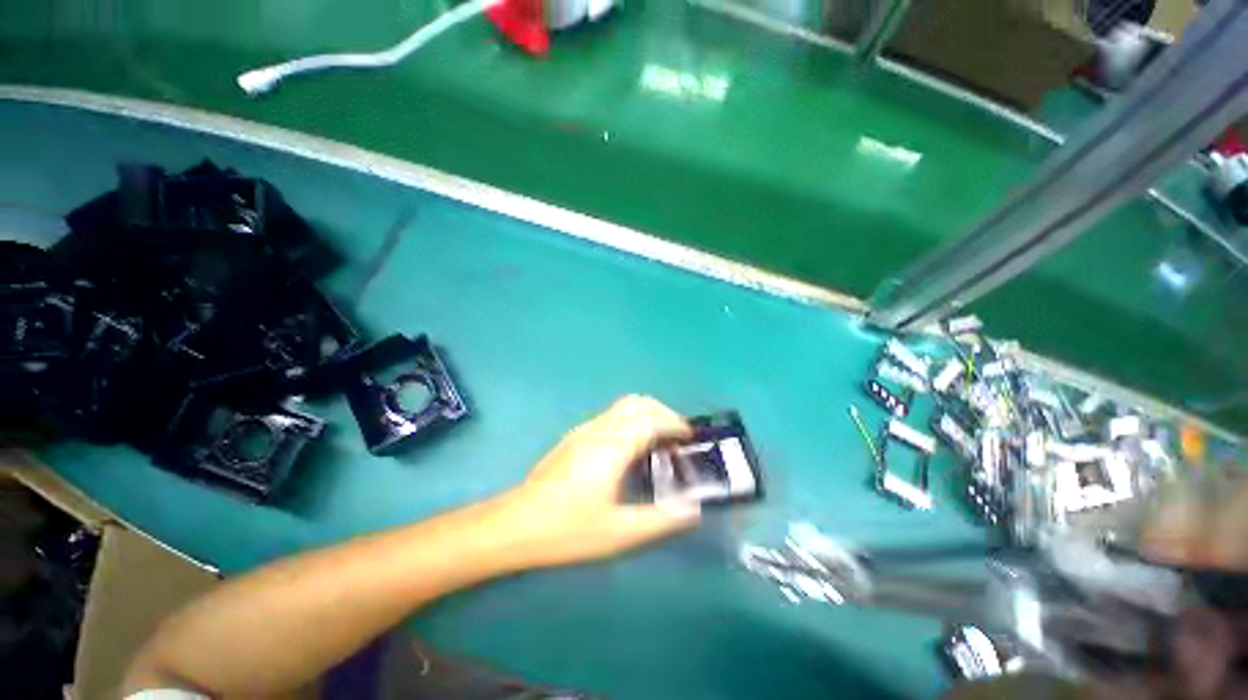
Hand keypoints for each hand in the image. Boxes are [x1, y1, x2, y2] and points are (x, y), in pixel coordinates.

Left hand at [487, 395, 701, 570]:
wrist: (515, 524)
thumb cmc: (567, 529)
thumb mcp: (618, 533)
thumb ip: (661, 520)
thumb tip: (694, 509)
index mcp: (612, 447)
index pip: (652, 419)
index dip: (675, 423)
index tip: (691, 438)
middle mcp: (599, 429)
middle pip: (638, 403)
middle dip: (663, 412)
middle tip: (678, 437)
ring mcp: (584, 430)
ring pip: (623, 405)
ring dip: (647, 413)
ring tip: (659, 441)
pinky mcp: (574, 436)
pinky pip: (611, 415)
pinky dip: (631, 419)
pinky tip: (631, 448)